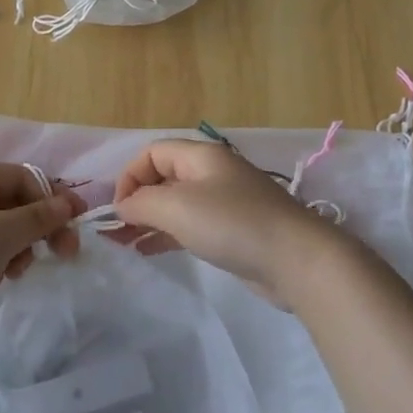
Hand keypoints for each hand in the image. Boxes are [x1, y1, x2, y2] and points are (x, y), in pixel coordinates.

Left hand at [0, 162, 83, 327]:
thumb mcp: (5, 232)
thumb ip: (40, 217)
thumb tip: (67, 203)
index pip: (24, 178)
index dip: (54, 199)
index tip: (77, 224)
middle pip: (13, 205)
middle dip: (36, 230)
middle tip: (62, 254)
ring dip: (15, 250)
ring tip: (13, 272)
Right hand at [112, 138, 346, 303]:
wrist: (296, 259)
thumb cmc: (232, 224)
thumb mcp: (176, 207)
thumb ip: (141, 203)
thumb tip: (123, 206)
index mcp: (201, 156)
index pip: (152, 152)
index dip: (129, 176)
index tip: (118, 209)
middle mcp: (212, 173)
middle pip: (163, 176)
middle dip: (136, 200)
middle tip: (116, 230)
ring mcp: (225, 202)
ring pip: (175, 204)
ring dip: (148, 219)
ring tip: (125, 243)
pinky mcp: (233, 231)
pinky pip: (191, 225)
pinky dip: (167, 234)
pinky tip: (149, 251)